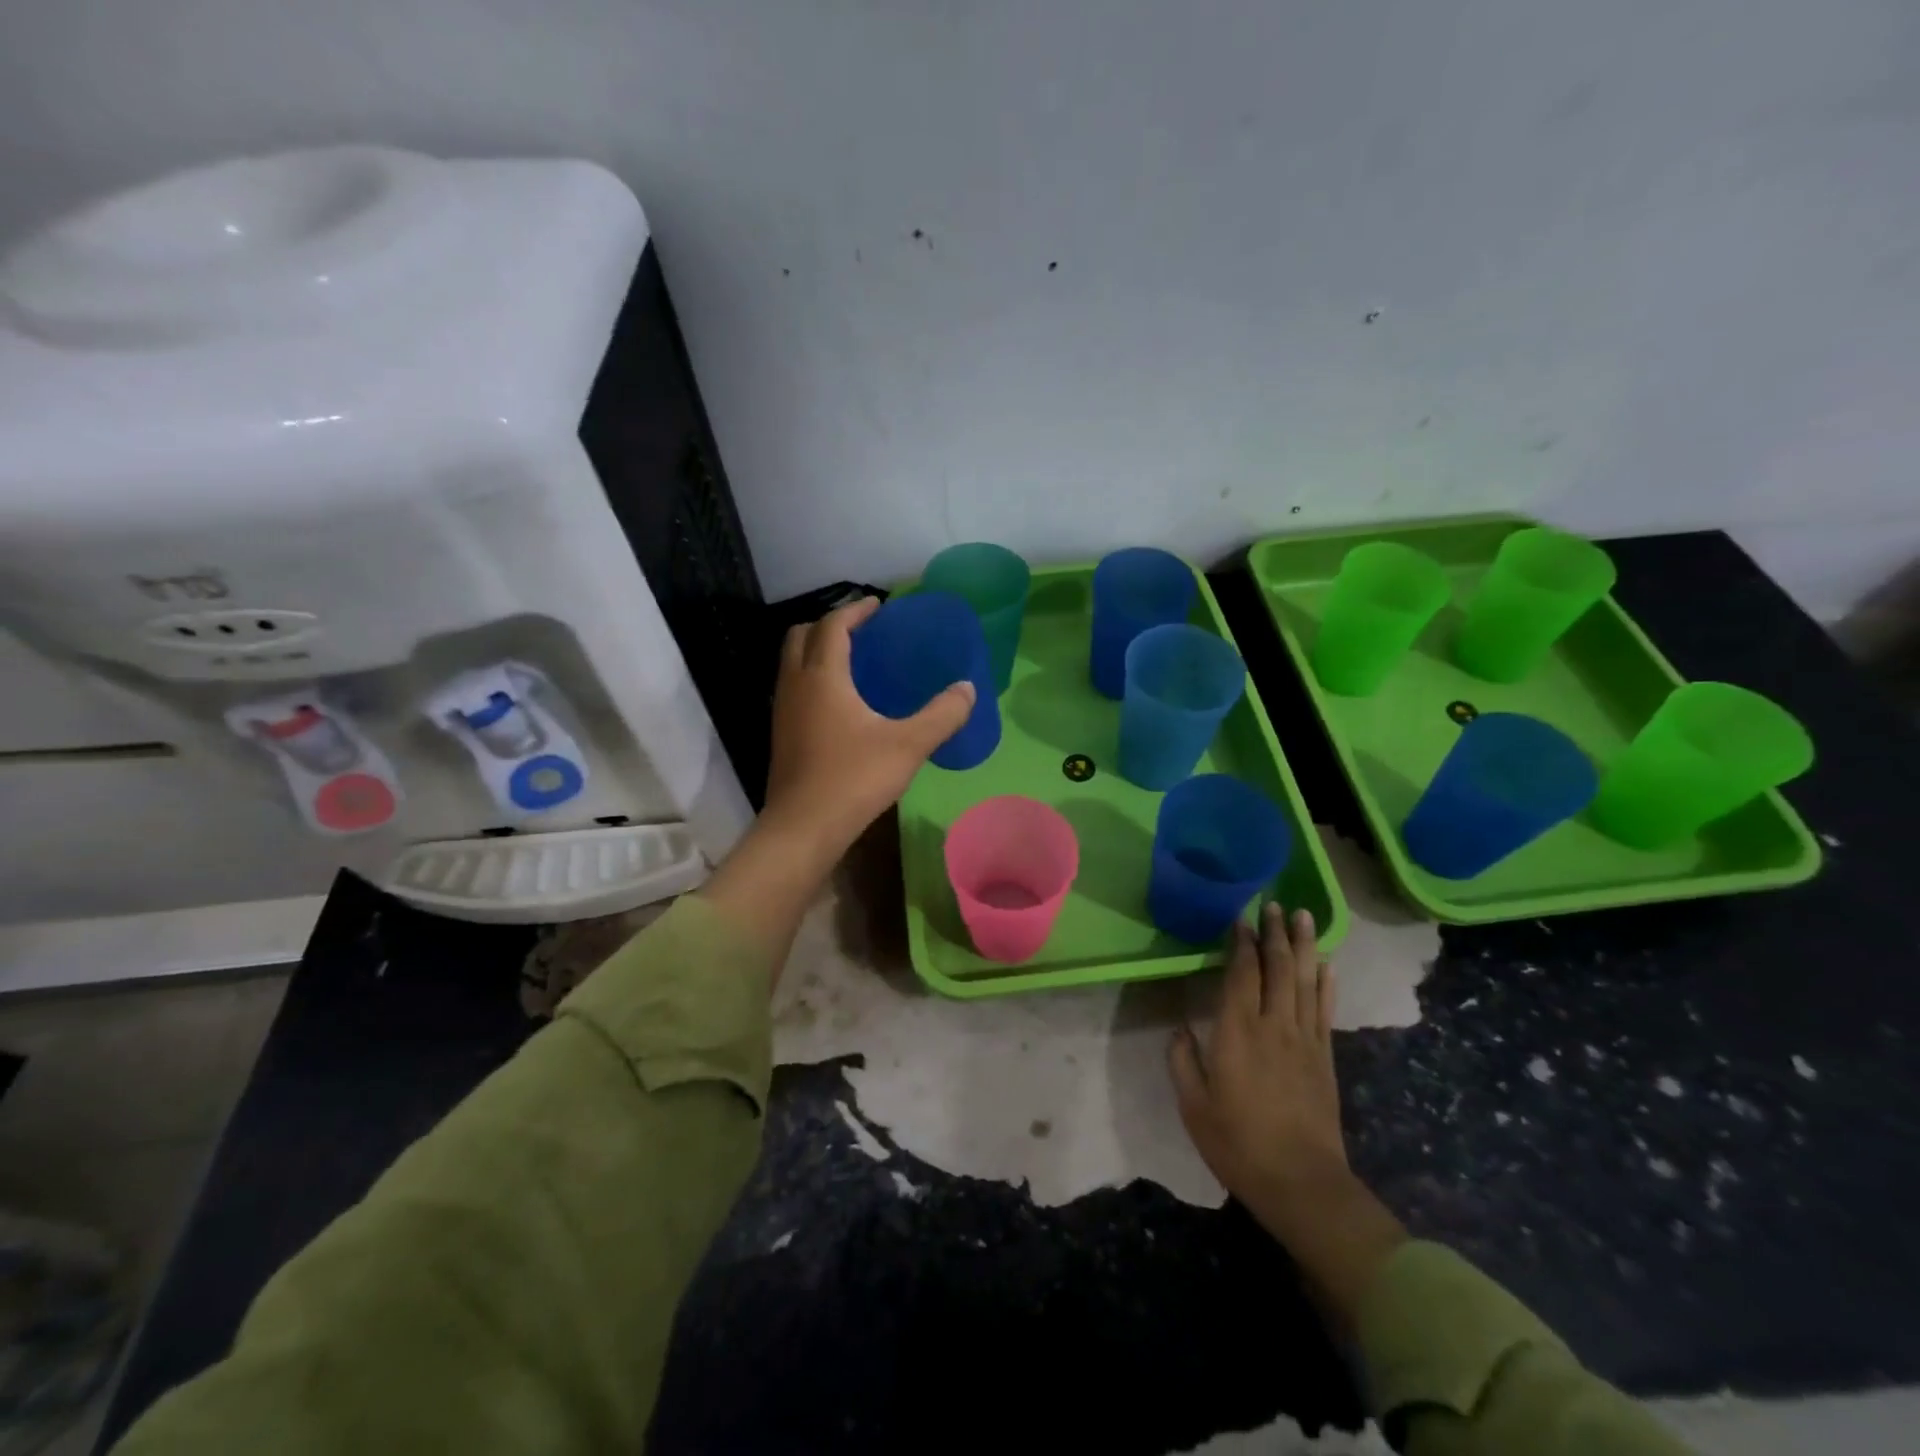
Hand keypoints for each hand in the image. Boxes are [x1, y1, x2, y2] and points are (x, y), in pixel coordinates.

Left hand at [762, 596, 976, 856]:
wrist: (803, 827)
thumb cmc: (854, 779)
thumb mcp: (908, 745)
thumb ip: (942, 715)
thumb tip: (968, 689)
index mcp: (823, 676)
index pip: (833, 625)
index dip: (855, 610)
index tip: (878, 606)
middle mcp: (795, 684)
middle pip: (802, 635)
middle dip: (829, 624)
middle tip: (862, 631)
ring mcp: (782, 710)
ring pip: (792, 662)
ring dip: (818, 651)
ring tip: (853, 662)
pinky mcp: (781, 734)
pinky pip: (794, 687)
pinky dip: (812, 677)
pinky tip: (840, 703)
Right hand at [1169, 903, 1348, 1216]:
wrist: (1302, 1183)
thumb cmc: (1239, 1143)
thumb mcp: (1194, 1106)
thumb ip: (1183, 1062)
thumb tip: (1180, 1030)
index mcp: (1238, 1032)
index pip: (1242, 974)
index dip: (1242, 943)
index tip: (1240, 918)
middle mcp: (1274, 1026)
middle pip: (1279, 968)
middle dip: (1276, 933)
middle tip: (1275, 904)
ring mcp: (1305, 1040)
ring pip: (1306, 981)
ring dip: (1305, 947)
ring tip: (1305, 917)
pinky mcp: (1325, 1058)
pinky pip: (1325, 1011)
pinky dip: (1327, 984)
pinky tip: (1328, 965)